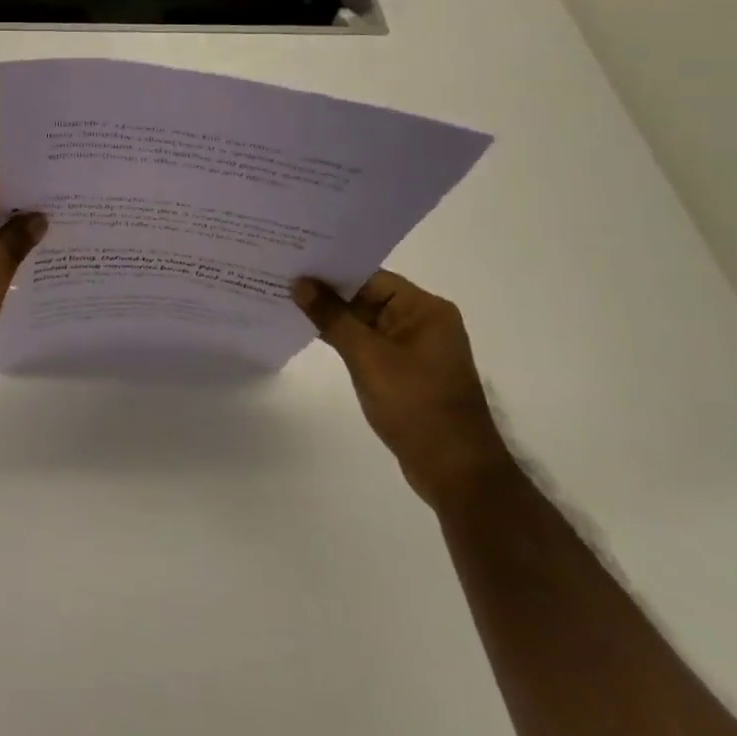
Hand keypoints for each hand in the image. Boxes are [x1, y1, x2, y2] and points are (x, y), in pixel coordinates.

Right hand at [292, 271, 512, 508]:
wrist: (455, 472)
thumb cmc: (415, 405)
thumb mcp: (368, 357)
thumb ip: (332, 317)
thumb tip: (299, 284)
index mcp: (424, 309)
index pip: (370, 277)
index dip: (331, 270)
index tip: (292, 263)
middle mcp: (422, 322)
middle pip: (367, 296)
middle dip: (327, 292)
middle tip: (281, 278)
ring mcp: (413, 348)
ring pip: (364, 320)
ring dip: (332, 315)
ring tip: (286, 300)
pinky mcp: (404, 370)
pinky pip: (368, 342)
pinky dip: (342, 337)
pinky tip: (309, 331)